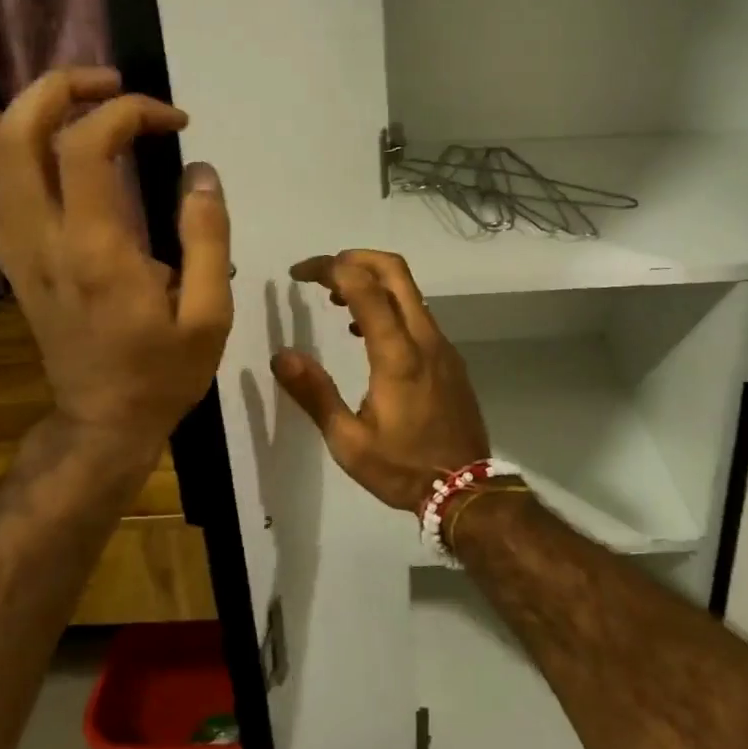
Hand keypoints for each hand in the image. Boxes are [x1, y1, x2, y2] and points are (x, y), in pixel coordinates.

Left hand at [0, 67, 232, 475]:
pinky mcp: (11, 261)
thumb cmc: (164, 370)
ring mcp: (18, 250)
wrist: (105, 420)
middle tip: (114, 84)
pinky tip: (4, 127)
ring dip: (26, 108)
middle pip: (21, 134)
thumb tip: (200, 172)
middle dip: (64, 88)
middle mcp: (45, 240)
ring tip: (73, 96)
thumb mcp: (210, 314)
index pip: (87, 147)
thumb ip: (208, 239)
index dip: (129, 112)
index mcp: (98, 251)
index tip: (174, 121)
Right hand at [273, 250, 489, 511]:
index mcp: (397, 355)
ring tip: (335, 302)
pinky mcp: (449, 358)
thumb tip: (282, 355)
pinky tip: (364, 334)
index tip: (299, 273)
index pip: (365, 287)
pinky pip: (418, 314)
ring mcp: (442, 346)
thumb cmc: (403, 468)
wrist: (465, 490)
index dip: (330, 268)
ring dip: (372, 282)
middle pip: (395, 271)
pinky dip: (389, 305)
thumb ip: (315, 394)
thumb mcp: (349, 442)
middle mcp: (425, 339)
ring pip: (409, 291)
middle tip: (321, 274)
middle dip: (355, 258)